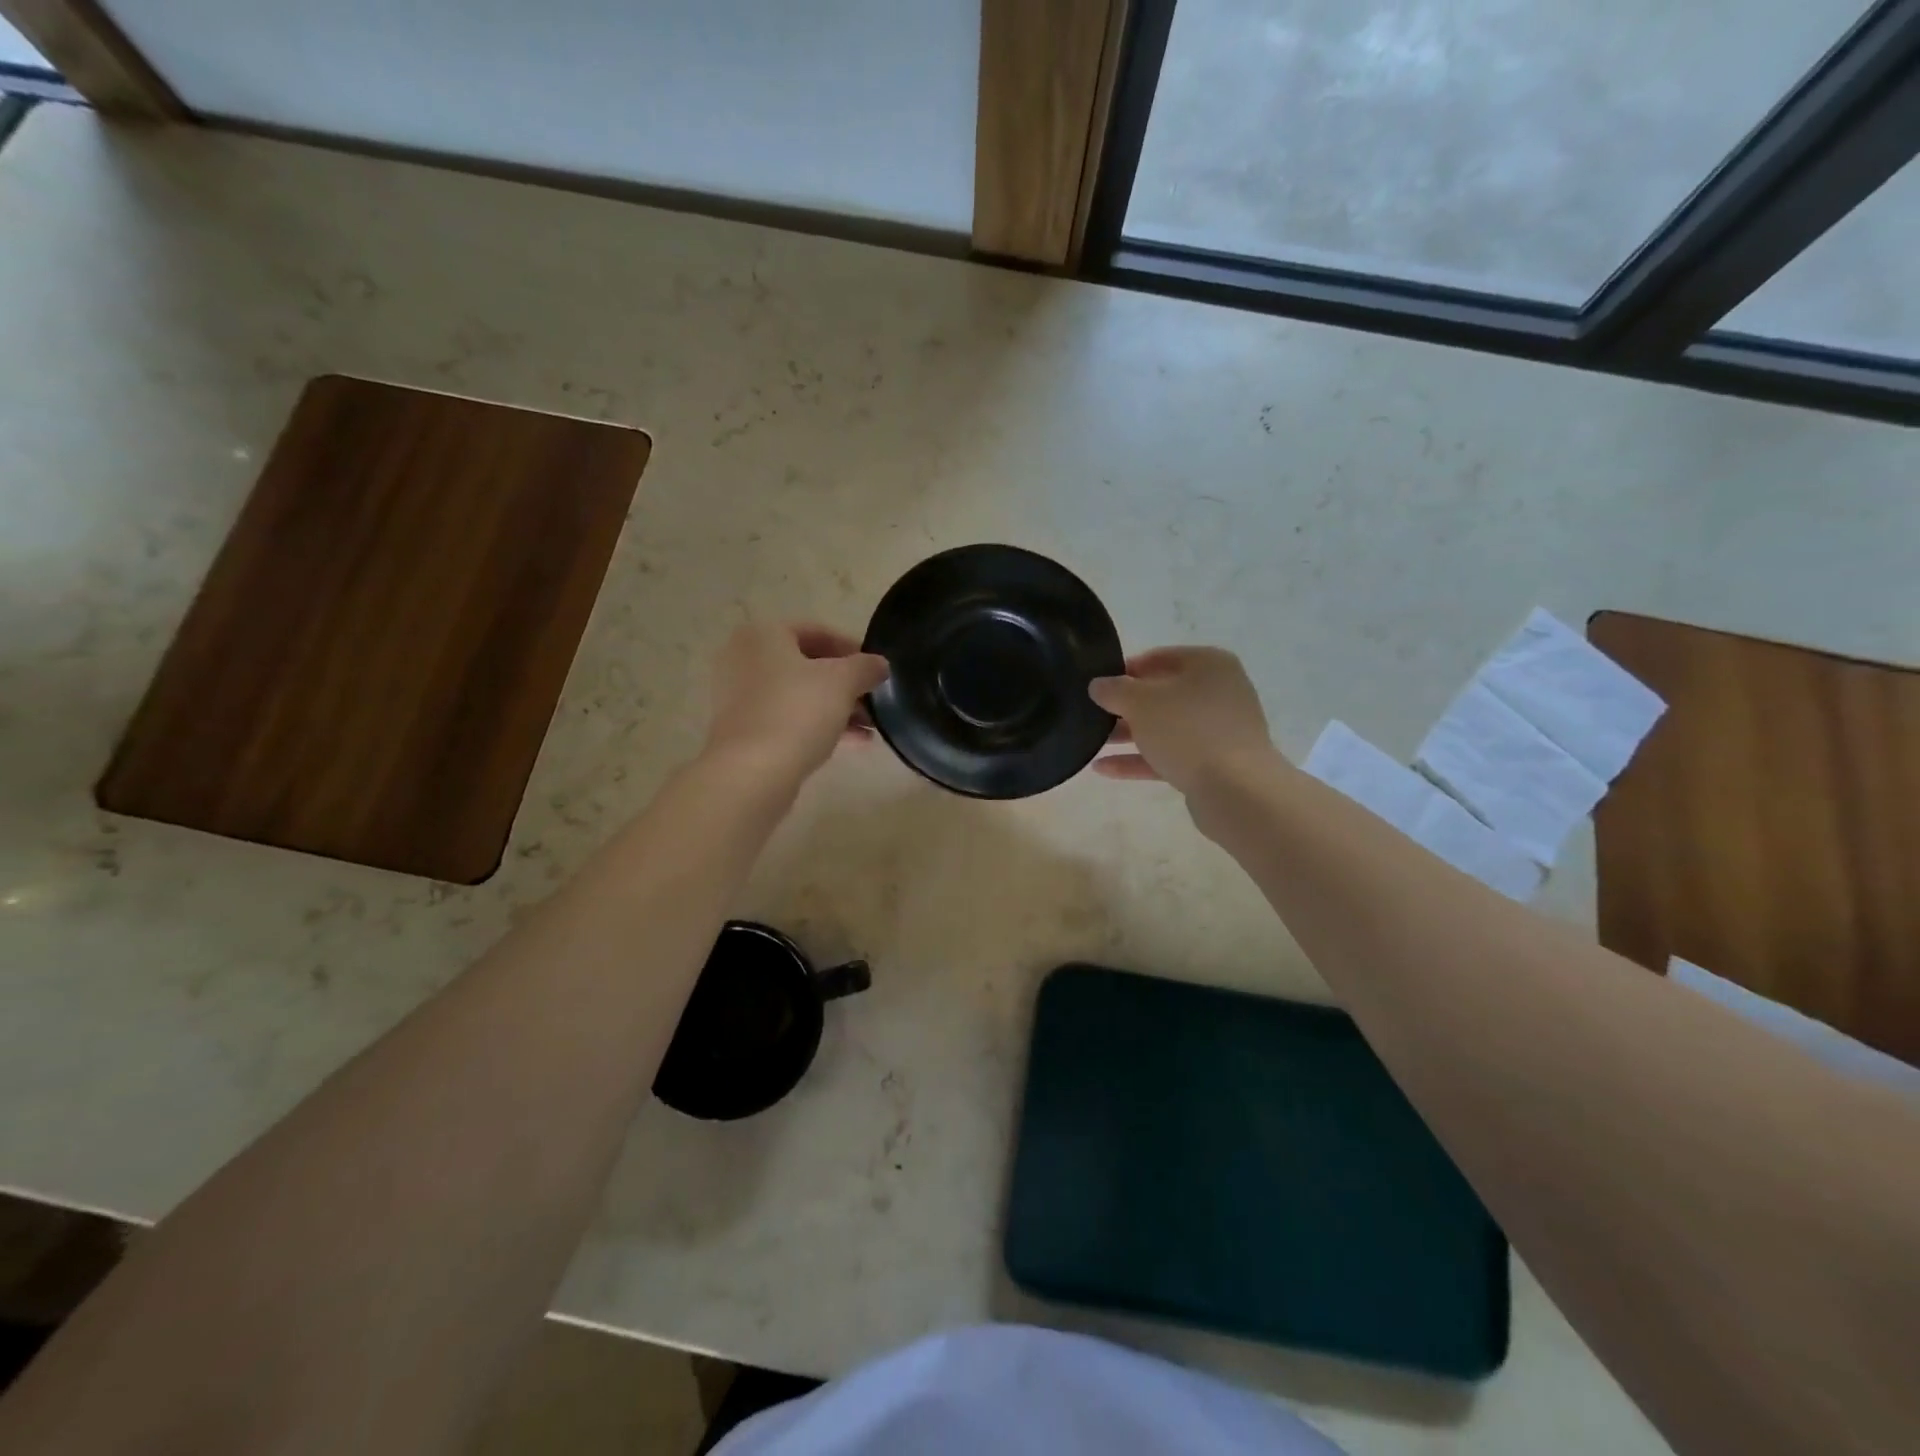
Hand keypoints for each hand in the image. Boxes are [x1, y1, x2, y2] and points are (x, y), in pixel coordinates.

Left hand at [704, 623, 889, 784]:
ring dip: (837, 708)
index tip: (877, 669)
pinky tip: (854, 742)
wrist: (752, 772)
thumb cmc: (798, 711)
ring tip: (871, 727)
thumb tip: (879, 664)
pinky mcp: (743, 730)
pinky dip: (818, 725)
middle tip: (874, 699)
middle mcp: (744, 659)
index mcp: (763, 635)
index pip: (817, 632)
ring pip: (799, 695)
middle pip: (807, 666)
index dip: (853, 649)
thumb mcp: (843, 682)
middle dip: (846, 684)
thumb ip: (866, 667)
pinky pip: (788, 719)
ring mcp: (740, 697)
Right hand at [1089, 647, 1278, 796]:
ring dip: (1128, 735)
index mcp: (1209, 665)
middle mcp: (1219, 692)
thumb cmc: (1187, 730)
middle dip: (1125, 706)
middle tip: (1092, 715)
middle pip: (1162, 694)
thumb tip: (1099, 685)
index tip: (1098, 685)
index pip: (1159, 657)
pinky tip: (1103, 769)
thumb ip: (1114, 690)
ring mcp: (1218, 730)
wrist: (1235, 789)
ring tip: (1091, 743)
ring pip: (1165, 727)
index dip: (1125, 669)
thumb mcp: (1141, 702)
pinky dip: (1139, 760)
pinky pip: (1170, 755)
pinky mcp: (1214, 763)